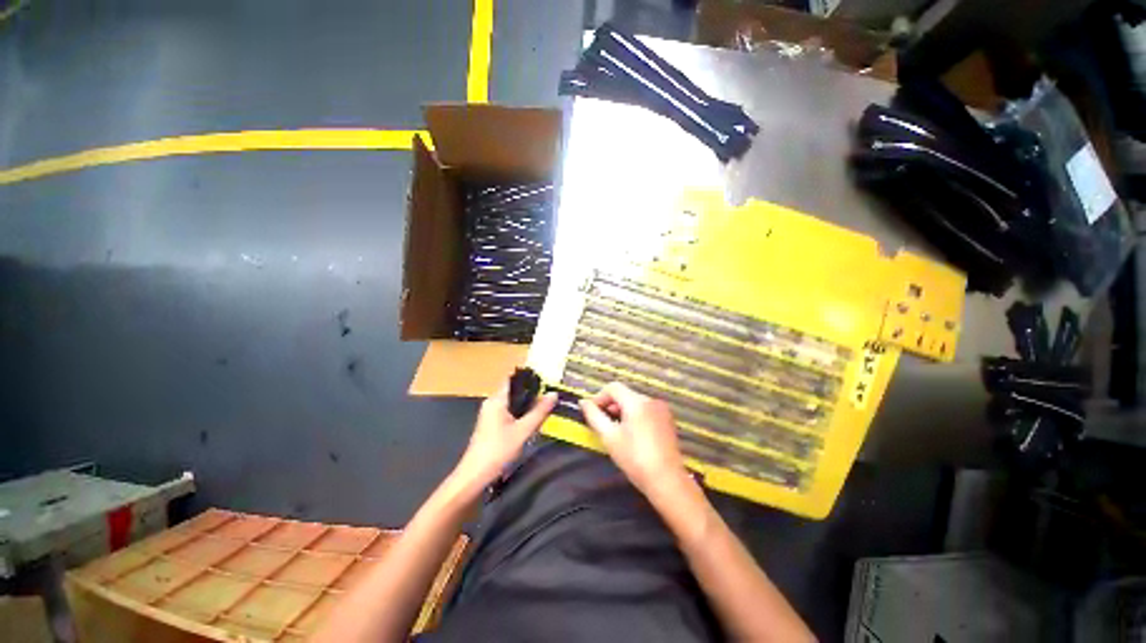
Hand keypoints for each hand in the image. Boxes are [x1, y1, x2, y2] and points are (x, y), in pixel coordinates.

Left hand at [453, 384, 556, 489]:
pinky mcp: (490, 426)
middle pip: (514, 392)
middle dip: (531, 395)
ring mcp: (489, 415)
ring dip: (526, 407)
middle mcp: (491, 403)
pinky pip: (508, 413)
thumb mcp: (523, 430)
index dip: (529, 379)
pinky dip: (520, 415)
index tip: (546, 383)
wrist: (475, 476)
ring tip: (543, 411)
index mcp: (496, 400)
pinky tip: (530, 424)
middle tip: (548, 399)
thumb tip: (553, 394)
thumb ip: (539, 411)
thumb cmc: (498, 450)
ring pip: (512, 404)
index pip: (513, 380)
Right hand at [579, 383, 689, 498]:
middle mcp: (651, 400)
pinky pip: (646, 410)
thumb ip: (594, 416)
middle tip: (603, 424)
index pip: (613, 387)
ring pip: (635, 402)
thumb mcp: (609, 437)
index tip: (592, 412)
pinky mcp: (667, 419)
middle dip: (611, 405)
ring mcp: (662, 409)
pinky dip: (635, 416)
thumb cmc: (634, 458)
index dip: (599, 397)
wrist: (666, 480)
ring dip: (622, 411)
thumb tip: (584, 402)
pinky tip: (632, 434)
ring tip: (616, 430)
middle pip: (625, 394)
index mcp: (637, 402)